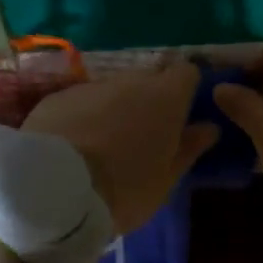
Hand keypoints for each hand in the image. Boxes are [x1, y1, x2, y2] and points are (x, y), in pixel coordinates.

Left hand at [21, 58, 217, 233]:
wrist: (54, 189)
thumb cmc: (124, 189)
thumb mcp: (166, 179)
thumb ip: (189, 148)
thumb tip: (208, 128)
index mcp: (165, 97)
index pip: (186, 73)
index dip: (186, 89)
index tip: (182, 112)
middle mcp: (131, 81)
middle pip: (149, 80)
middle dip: (150, 100)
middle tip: (143, 136)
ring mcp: (92, 86)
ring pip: (113, 90)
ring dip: (115, 108)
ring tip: (105, 144)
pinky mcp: (58, 97)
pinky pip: (81, 101)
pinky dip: (84, 115)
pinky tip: (74, 145)